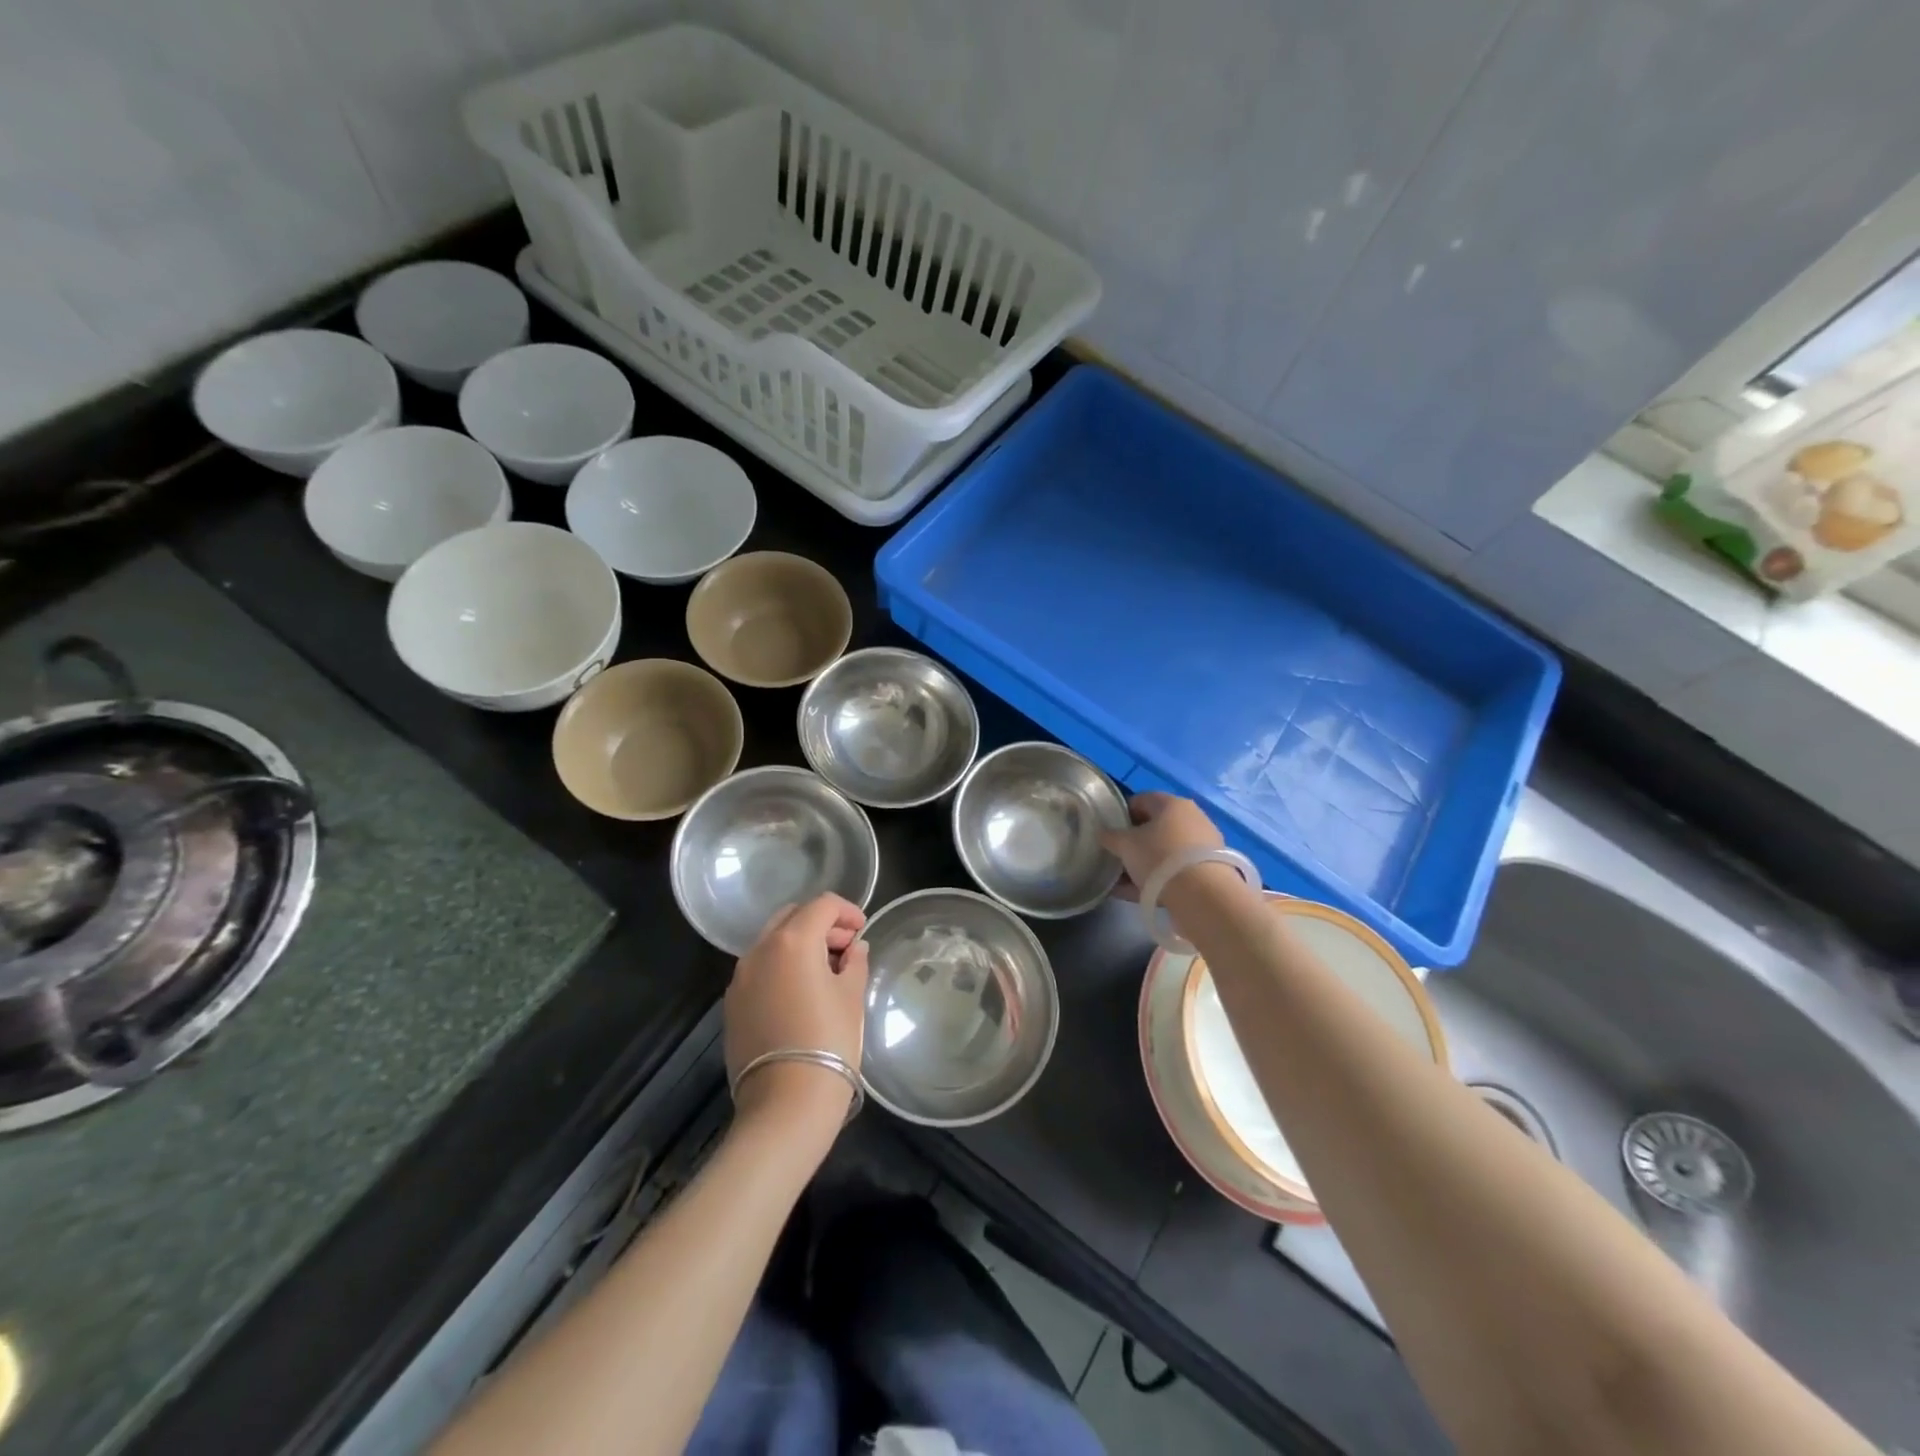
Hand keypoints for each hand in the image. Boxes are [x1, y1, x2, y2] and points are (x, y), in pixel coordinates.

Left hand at [724, 894, 869, 1131]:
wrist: (785, 1103)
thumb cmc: (829, 1041)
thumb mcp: (851, 997)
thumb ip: (854, 963)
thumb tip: (854, 949)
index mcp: (793, 941)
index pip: (822, 905)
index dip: (846, 911)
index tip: (862, 930)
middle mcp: (760, 950)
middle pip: (792, 917)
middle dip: (820, 924)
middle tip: (845, 947)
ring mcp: (741, 977)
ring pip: (772, 942)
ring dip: (799, 944)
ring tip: (825, 971)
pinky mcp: (732, 1004)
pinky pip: (759, 969)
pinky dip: (781, 967)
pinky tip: (800, 993)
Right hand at [1100, 791, 1224, 899]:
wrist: (1202, 894)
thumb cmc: (1159, 857)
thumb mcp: (1125, 845)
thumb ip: (1110, 837)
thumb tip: (1103, 833)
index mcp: (1171, 804)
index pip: (1141, 799)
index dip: (1121, 813)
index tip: (1109, 831)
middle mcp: (1191, 818)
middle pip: (1155, 827)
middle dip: (1134, 842)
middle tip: (1117, 857)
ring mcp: (1202, 844)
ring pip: (1165, 851)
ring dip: (1144, 863)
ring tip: (1123, 881)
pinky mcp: (1209, 869)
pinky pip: (1175, 869)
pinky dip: (1157, 878)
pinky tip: (1136, 893)